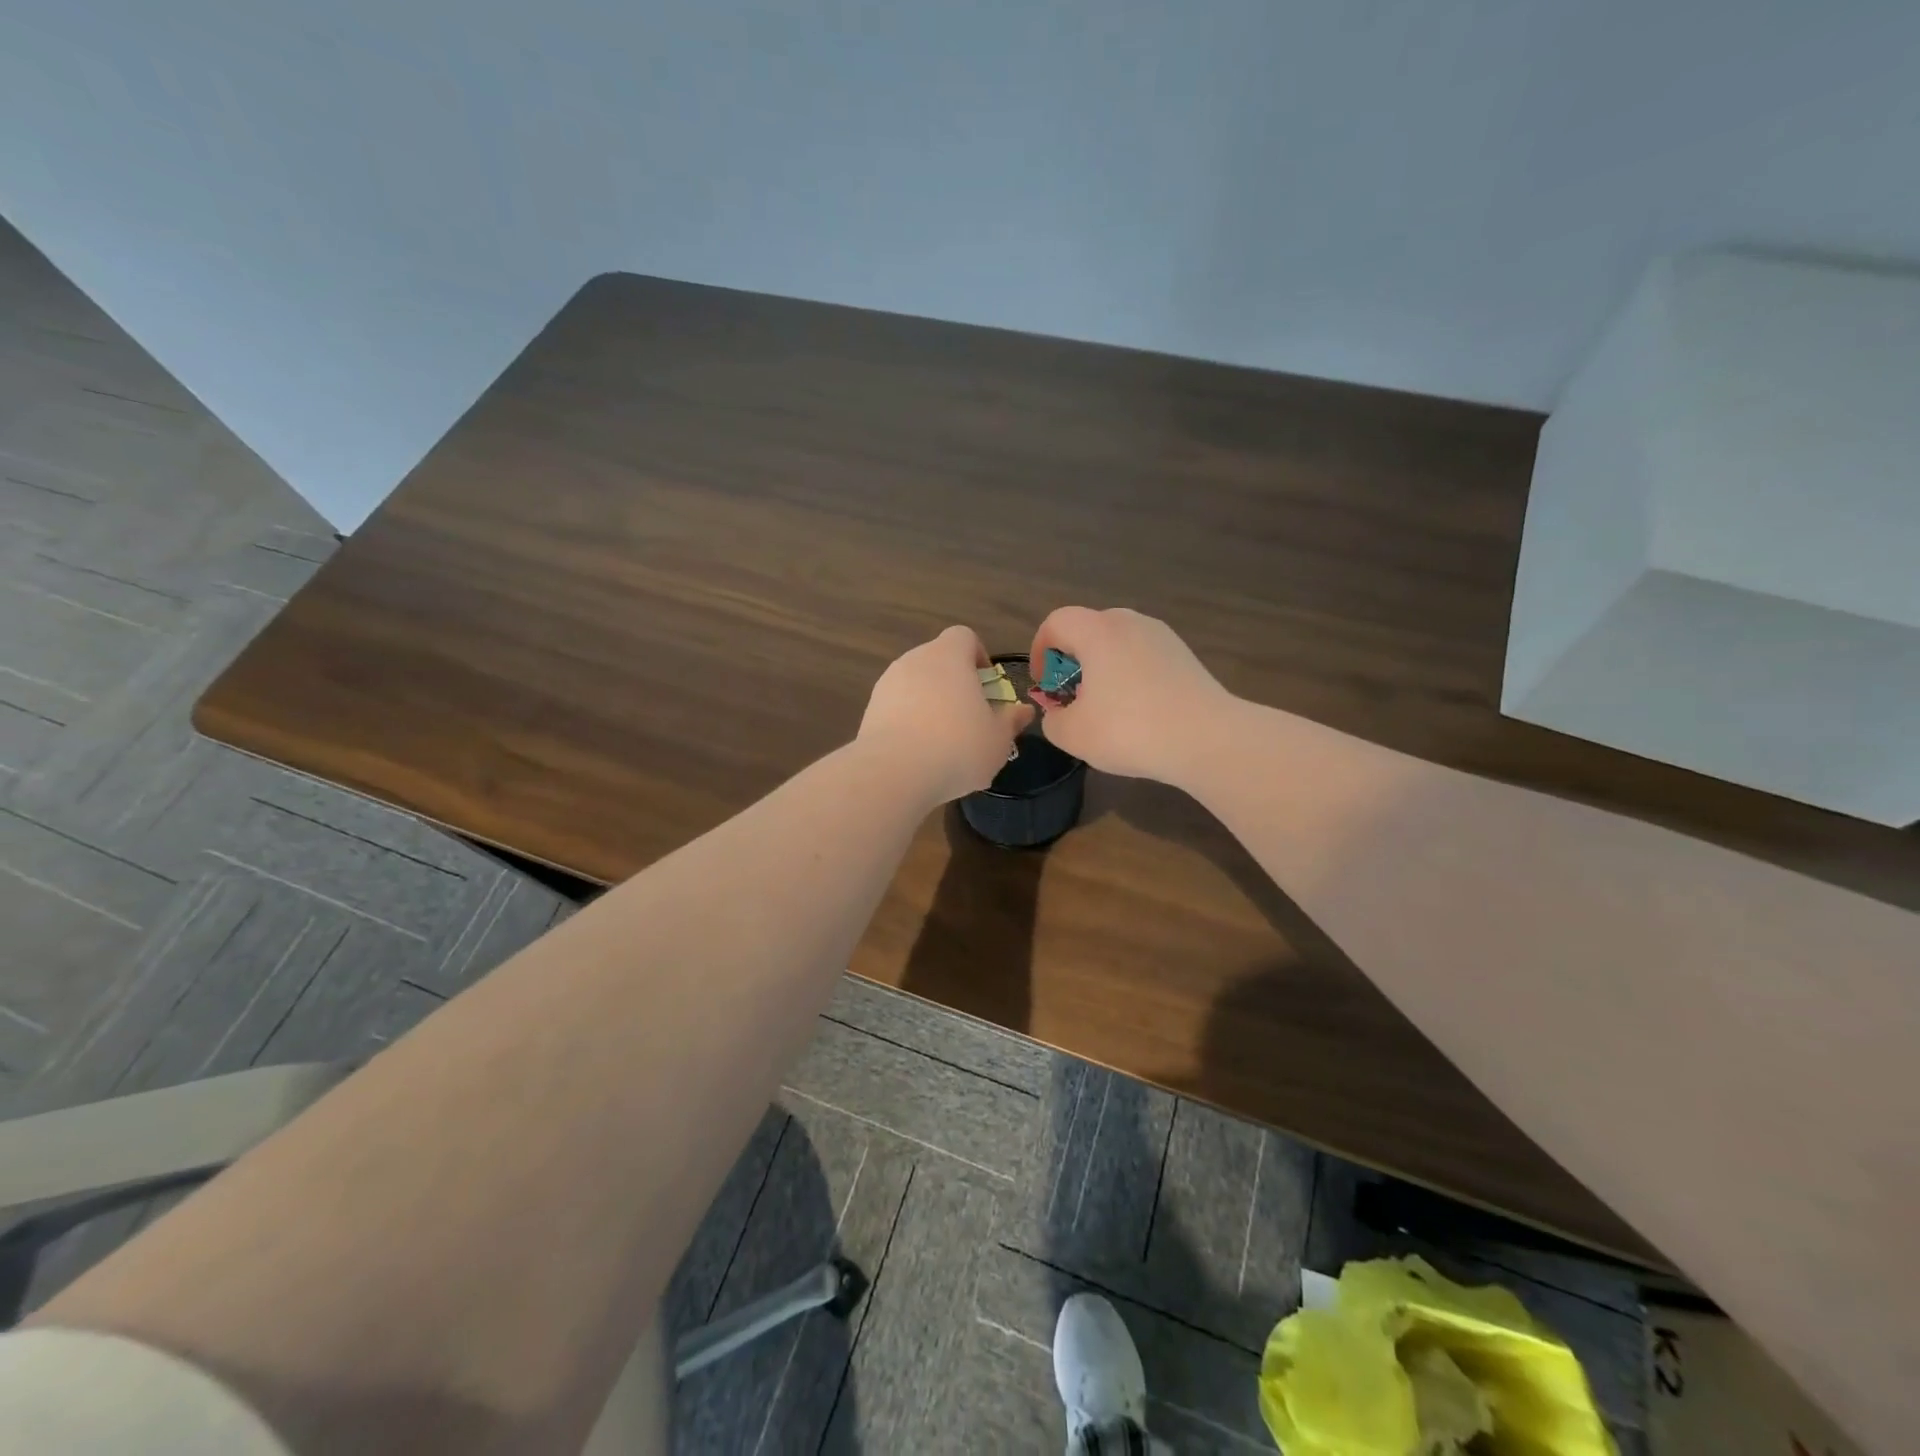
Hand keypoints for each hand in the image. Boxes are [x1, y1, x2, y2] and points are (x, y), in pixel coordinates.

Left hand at [858, 626, 1033, 803]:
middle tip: (970, 717)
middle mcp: (914, 660)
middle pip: (938, 660)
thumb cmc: (957, 747)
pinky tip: (918, 752)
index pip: (964, 637)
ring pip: (915, 684)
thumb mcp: (998, 739)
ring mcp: (886, 684)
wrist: (893, 773)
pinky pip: (896, 707)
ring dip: (930, 703)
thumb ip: (1011, 720)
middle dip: (955, 683)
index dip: (978, 656)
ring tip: (943, 740)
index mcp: (948, 656)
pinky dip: (909, 720)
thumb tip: (1024, 710)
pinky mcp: (870, 710)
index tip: (986, 686)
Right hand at [1028, 607, 1233, 781]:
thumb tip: (1059, 712)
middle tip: (1071, 696)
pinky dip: (1128, 674)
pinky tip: (1137, 711)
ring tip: (1104, 706)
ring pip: (1117, 642)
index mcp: (1098, 631)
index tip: (1043, 684)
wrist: (1207, 739)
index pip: (1056, 622)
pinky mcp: (1184, 655)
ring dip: (1101, 667)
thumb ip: (1053, 719)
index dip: (1040, 651)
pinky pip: (1142, 656)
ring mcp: (1162, 636)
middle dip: (1071, 660)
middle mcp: (1130, 622)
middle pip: (1088, 629)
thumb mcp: (1073, 734)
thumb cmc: (1130, 730)